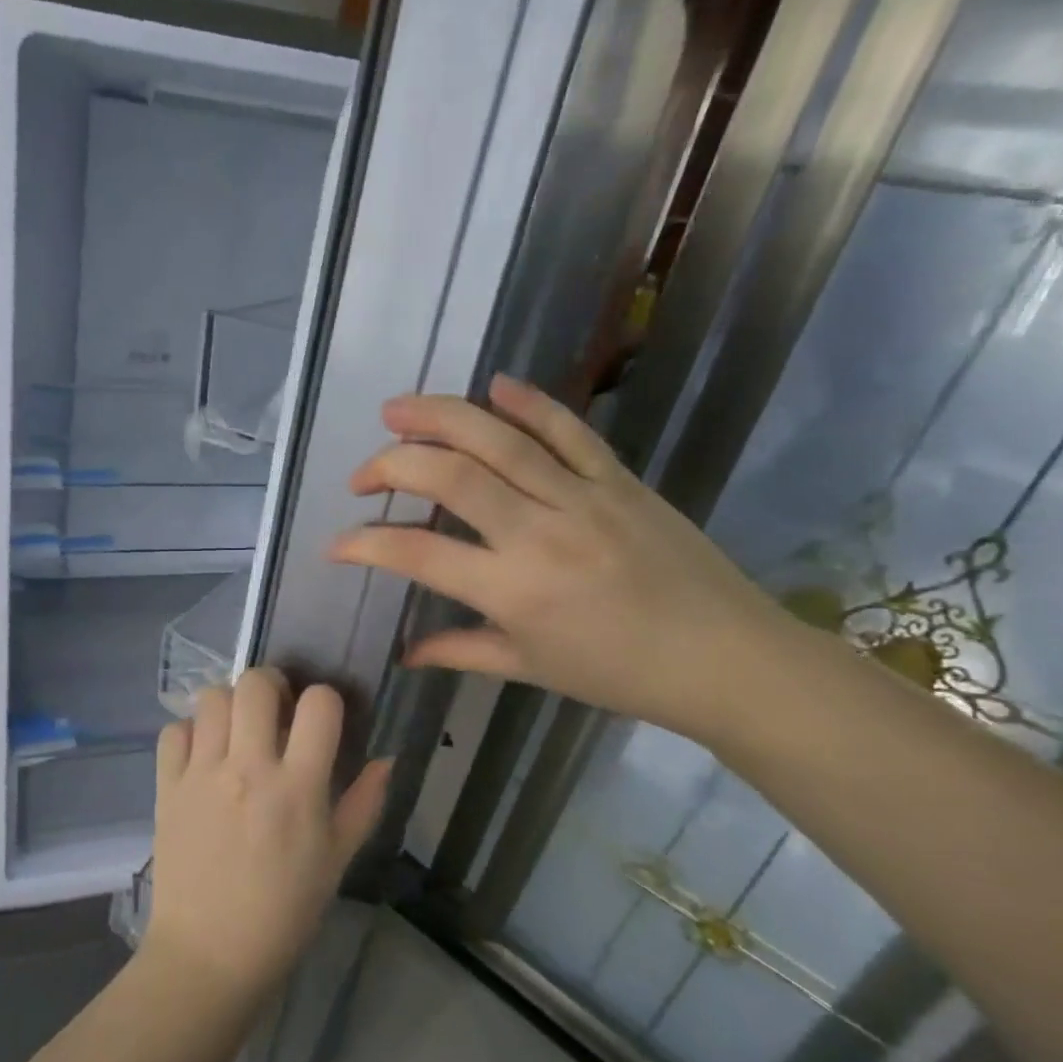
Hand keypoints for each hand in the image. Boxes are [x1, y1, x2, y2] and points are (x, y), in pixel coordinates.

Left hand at [145, 669, 391, 1003]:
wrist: (209, 953)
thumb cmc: (283, 913)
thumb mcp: (336, 862)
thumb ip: (363, 804)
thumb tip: (386, 759)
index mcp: (297, 788)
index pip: (319, 705)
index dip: (325, 701)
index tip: (320, 720)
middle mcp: (248, 768)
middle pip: (256, 683)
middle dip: (272, 686)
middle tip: (274, 711)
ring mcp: (201, 774)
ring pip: (212, 697)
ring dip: (229, 704)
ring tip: (236, 730)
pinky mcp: (166, 786)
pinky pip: (174, 731)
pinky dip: (190, 733)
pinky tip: (202, 756)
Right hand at [328, 374, 792, 744]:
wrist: (727, 658)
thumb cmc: (620, 674)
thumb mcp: (530, 668)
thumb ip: (459, 651)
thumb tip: (405, 653)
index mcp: (512, 590)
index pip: (416, 553)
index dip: (364, 543)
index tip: (335, 543)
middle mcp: (539, 532)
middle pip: (449, 475)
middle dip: (391, 465)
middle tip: (362, 474)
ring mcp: (582, 497)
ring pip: (499, 438)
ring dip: (439, 416)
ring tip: (397, 408)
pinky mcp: (619, 479)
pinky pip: (569, 430)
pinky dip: (529, 403)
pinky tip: (493, 387)